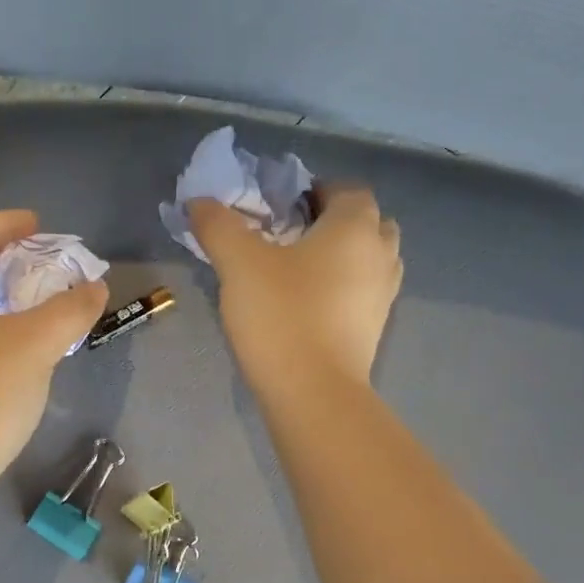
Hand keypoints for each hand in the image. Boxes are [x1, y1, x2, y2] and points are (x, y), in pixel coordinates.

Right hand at [189, 184, 401, 398]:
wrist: (313, 392)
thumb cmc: (281, 315)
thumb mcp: (239, 264)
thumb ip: (219, 226)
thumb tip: (199, 201)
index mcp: (355, 227)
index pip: (347, 190)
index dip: (316, 190)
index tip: (281, 207)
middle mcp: (381, 254)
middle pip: (367, 222)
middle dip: (335, 221)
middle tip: (292, 236)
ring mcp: (384, 294)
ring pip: (370, 258)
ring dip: (344, 255)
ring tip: (300, 270)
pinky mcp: (375, 328)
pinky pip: (364, 291)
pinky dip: (345, 287)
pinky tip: (309, 303)